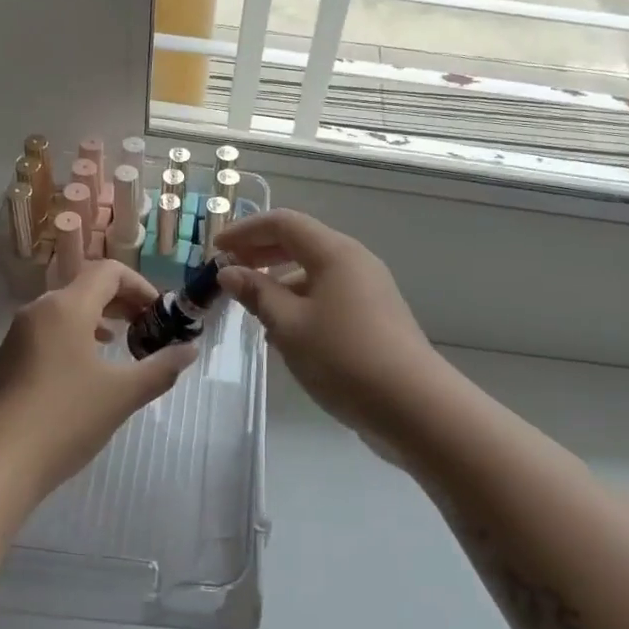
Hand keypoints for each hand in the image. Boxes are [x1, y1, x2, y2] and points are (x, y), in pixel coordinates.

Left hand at [0, 261, 197, 497]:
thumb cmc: (65, 419)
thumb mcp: (122, 394)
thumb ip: (161, 368)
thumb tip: (190, 350)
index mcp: (66, 307)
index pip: (109, 272)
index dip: (140, 285)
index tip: (160, 313)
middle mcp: (38, 311)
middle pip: (85, 287)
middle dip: (121, 302)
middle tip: (146, 328)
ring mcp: (17, 336)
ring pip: (64, 311)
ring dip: (96, 320)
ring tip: (119, 346)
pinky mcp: (6, 361)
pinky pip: (47, 333)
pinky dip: (73, 338)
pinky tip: (83, 372)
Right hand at [214, 210, 440, 439]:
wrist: (413, 406)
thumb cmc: (343, 357)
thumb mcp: (289, 325)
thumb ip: (257, 293)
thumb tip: (229, 271)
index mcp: (334, 252)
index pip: (283, 223)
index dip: (245, 231)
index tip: (215, 249)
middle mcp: (354, 261)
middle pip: (300, 243)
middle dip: (260, 253)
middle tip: (228, 272)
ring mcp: (368, 289)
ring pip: (314, 272)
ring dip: (279, 282)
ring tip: (250, 307)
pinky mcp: (374, 317)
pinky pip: (327, 295)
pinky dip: (299, 302)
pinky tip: (282, 333)